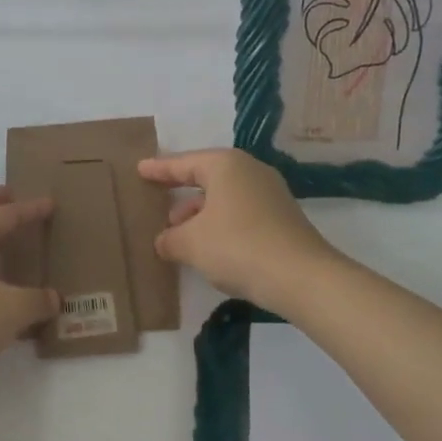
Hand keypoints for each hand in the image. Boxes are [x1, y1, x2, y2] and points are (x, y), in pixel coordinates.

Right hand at [139, 148, 335, 306]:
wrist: (301, 277)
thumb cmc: (237, 247)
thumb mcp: (191, 244)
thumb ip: (170, 239)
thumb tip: (164, 241)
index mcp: (225, 165)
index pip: (184, 163)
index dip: (159, 169)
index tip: (140, 169)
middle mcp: (250, 172)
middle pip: (206, 178)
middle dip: (181, 194)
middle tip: (158, 204)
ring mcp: (270, 195)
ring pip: (224, 198)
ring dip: (199, 215)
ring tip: (178, 236)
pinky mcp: (281, 219)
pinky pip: (240, 214)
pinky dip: (219, 226)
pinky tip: (208, 248)